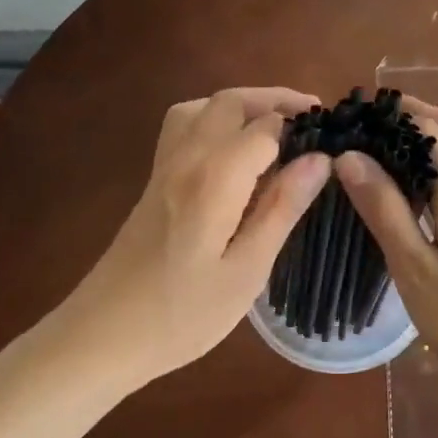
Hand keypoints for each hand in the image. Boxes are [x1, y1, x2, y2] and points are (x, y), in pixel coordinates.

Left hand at [53, 87, 330, 384]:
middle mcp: (186, 158)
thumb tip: (319, 159)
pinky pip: (183, 127)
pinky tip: (232, 152)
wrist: (103, 336)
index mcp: (214, 178)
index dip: (302, 127)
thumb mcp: (246, 271)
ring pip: (201, 107)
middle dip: (275, 101)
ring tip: (275, 127)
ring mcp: (163, 167)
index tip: (335, 140)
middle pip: (230, 102)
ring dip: (241, 105)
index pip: (266, 127)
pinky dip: (213, 119)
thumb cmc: (182, 315)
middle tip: (313, 119)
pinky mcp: (153, 182)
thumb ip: (281, 208)